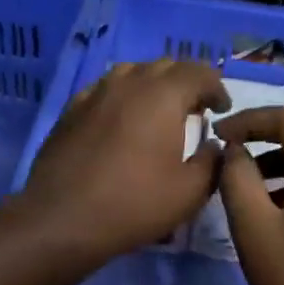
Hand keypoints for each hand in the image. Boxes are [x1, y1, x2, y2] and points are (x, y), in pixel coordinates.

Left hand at [19, 59, 229, 266]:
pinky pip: (105, 89)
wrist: (62, 218)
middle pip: (166, 66)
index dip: (216, 88)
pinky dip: (123, 97)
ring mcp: (95, 93)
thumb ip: (212, 162)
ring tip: (159, 111)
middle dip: (187, 83)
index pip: (199, 72)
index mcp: (163, 95)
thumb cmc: (134, 204)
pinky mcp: (71, 109)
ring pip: (132, 72)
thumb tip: (214, 145)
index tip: (221, 110)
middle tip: (195, 110)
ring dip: (153, 85)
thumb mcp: (190, 192)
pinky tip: (122, 120)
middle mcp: (129, 82)